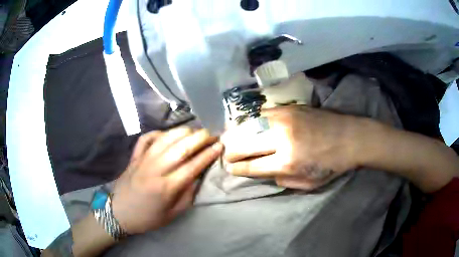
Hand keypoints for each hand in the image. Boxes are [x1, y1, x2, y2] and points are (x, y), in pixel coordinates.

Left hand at [112, 128, 222, 233]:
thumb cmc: (148, 218)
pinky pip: (146, 138)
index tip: (219, 145)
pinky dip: (158, 132)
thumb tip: (198, 175)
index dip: (208, 154)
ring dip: (182, 132)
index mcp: (166, 188)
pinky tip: (167, 134)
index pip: (192, 166)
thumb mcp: (173, 213)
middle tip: (211, 134)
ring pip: (165, 138)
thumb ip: (188, 194)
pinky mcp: (134, 157)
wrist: (120, 213)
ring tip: (194, 131)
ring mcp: (142, 160)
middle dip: (199, 138)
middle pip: (181, 148)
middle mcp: (155, 170)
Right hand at [222, 105, 362, 190]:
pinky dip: (251, 121)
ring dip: (236, 134)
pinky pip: (262, 113)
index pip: (251, 165)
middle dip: (230, 151)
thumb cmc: (332, 165)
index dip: (236, 168)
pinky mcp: (289, 108)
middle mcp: (282, 139)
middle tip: (225, 154)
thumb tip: (265, 171)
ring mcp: (284, 119)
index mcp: (287, 162)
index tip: (229, 168)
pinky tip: (248, 125)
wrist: (351, 137)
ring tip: (229, 139)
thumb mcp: (309, 184)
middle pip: (244, 143)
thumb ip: (283, 180)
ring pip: (249, 125)